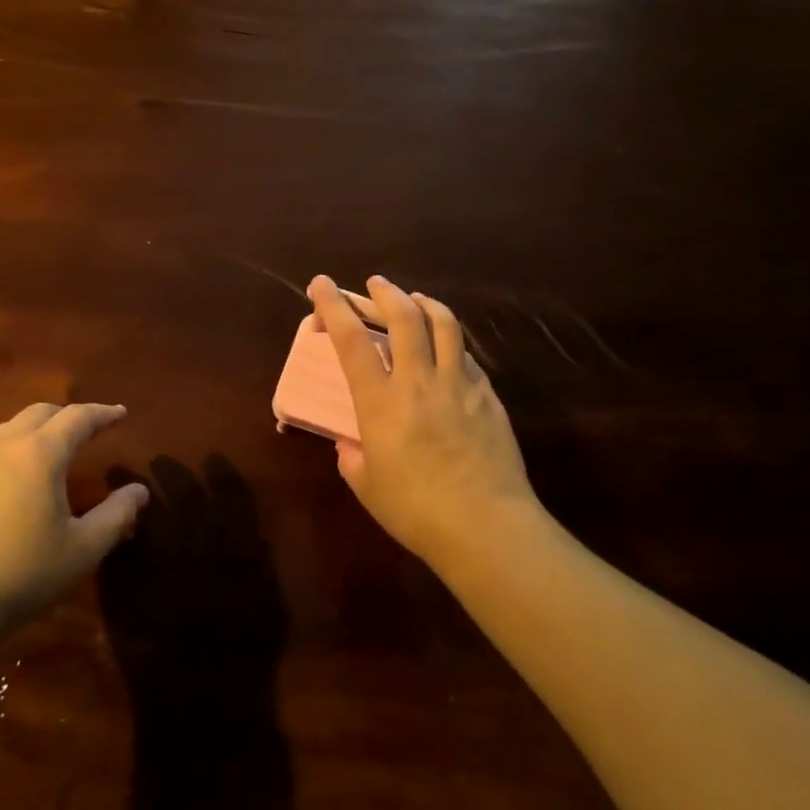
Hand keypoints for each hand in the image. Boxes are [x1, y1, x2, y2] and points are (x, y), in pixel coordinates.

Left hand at [0, 403, 149, 633]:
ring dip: (35, 431)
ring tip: (50, 451)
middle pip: (39, 413)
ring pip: (7, 430)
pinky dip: (8, 453)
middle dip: (68, 415)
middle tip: (88, 428)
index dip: (103, 413)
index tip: (120, 414)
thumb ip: (116, 515)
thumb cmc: (19, 575)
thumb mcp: (81, 550)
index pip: (77, 418)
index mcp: (39, 455)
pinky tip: (10, 484)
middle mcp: (1, 447)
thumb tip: (138, 491)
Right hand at [308, 274, 536, 569]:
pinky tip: (447, 349)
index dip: (334, 306)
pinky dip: (450, 341)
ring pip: (444, 324)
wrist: (485, 526)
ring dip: (424, 303)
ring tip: (414, 300)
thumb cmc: (416, 511)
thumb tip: (350, 445)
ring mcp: (458, 385)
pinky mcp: (487, 396)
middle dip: (385, 293)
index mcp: (380, 403)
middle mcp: (418, 382)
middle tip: (375, 284)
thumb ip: (353, 458)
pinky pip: (466, 355)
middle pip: (403, 317)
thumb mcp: (367, 487)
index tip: (322, 284)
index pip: (352, 340)